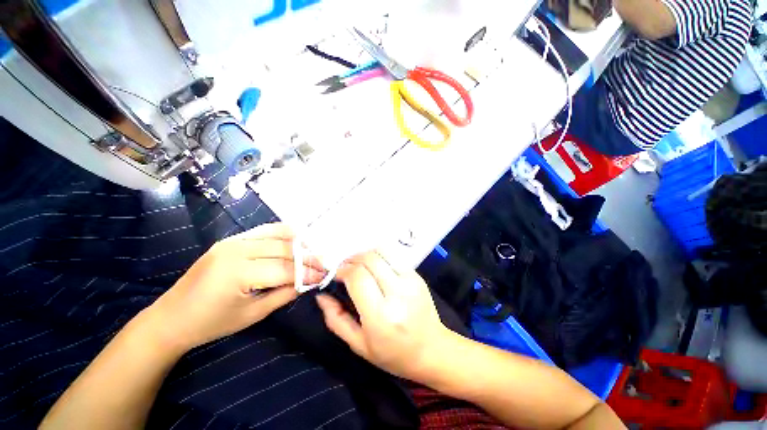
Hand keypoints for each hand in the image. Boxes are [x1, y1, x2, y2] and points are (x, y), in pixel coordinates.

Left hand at [143, 223, 325, 353]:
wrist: (171, 318)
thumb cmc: (211, 323)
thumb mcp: (252, 315)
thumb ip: (284, 295)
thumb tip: (308, 283)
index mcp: (238, 273)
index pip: (285, 269)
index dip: (307, 273)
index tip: (323, 276)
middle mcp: (236, 250)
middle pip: (284, 248)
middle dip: (307, 257)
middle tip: (322, 264)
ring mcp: (232, 241)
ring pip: (277, 233)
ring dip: (299, 242)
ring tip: (312, 251)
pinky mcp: (231, 239)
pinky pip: (264, 231)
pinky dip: (283, 233)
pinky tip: (295, 240)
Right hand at [316, 251, 450, 381]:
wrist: (432, 349)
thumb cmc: (393, 353)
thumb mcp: (359, 345)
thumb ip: (336, 319)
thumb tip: (322, 295)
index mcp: (381, 315)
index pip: (358, 277)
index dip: (343, 270)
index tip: (336, 274)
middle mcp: (397, 293)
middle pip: (369, 259)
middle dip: (352, 259)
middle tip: (345, 268)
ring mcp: (410, 281)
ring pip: (382, 252)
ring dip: (365, 255)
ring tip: (359, 265)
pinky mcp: (417, 276)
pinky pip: (394, 256)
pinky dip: (380, 256)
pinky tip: (375, 267)